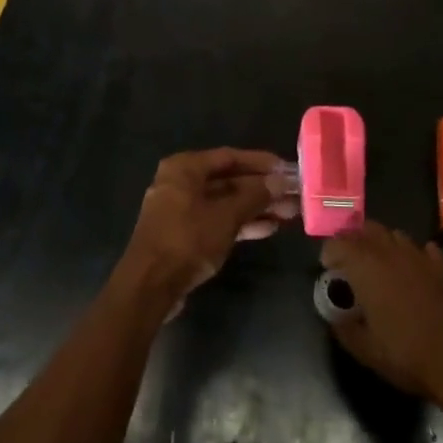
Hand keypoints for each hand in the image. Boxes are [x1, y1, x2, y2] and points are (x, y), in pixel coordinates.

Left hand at [121, 148, 299, 311]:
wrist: (149, 286)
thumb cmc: (187, 239)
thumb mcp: (226, 215)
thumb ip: (254, 195)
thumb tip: (279, 181)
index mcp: (185, 168)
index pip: (229, 157)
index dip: (260, 162)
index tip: (286, 169)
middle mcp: (180, 182)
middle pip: (228, 180)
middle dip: (261, 189)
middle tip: (292, 195)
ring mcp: (180, 209)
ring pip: (224, 203)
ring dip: (255, 207)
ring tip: (288, 213)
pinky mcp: (183, 234)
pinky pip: (216, 220)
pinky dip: (239, 223)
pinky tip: (267, 228)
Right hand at [321, 223, 442, 411]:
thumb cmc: (406, 356)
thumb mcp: (365, 350)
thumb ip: (343, 328)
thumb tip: (335, 316)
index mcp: (367, 267)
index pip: (340, 243)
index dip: (329, 251)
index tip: (326, 267)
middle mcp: (391, 253)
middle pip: (367, 229)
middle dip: (353, 239)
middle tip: (348, 261)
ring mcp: (420, 257)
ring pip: (394, 235)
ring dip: (381, 243)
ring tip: (377, 263)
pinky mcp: (442, 268)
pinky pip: (423, 249)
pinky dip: (413, 254)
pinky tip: (412, 270)